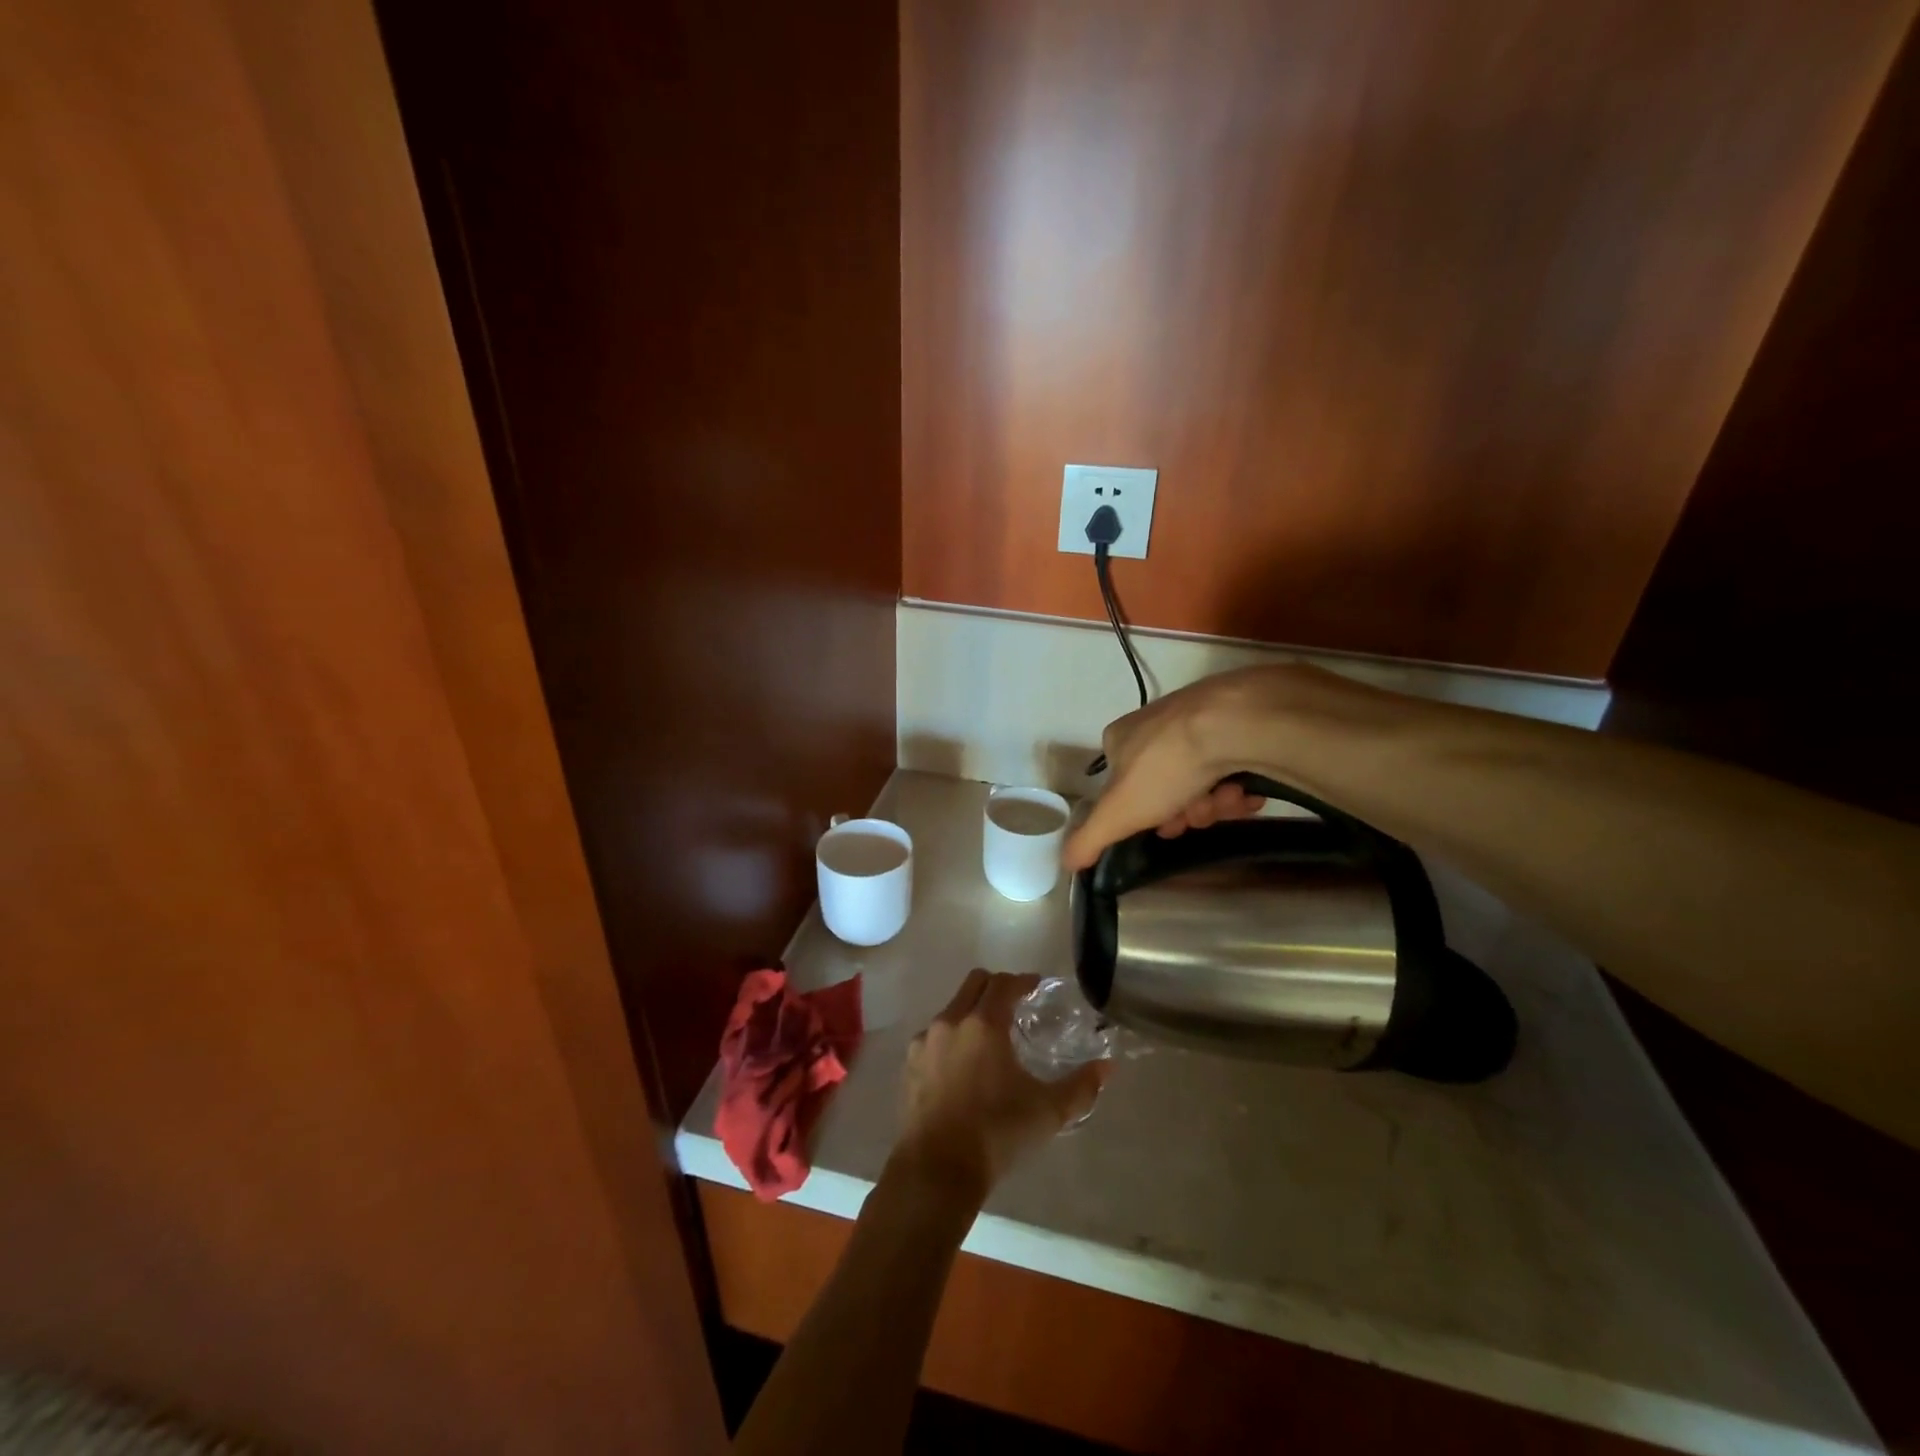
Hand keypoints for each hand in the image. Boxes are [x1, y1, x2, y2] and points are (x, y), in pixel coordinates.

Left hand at [895, 970, 1106, 1196]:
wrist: (937, 1169)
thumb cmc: (996, 1133)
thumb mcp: (1048, 1111)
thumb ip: (1081, 1086)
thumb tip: (1107, 1067)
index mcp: (984, 1023)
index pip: (1005, 983)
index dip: (1024, 981)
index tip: (1037, 987)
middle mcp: (951, 1021)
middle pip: (975, 983)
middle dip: (997, 986)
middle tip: (1016, 1004)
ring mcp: (925, 1041)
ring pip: (952, 1008)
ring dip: (973, 1011)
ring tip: (990, 1038)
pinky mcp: (909, 1063)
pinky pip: (934, 1035)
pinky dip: (952, 1037)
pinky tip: (963, 1065)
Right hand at [1061, 667, 1299, 869]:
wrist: (1230, 725)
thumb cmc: (1164, 767)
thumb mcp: (1117, 813)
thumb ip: (1088, 839)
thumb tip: (1066, 862)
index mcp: (1120, 739)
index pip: (1123, 786)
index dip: (1143, 815)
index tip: (1165, 828)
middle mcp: (1155, 727)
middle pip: (1167, 789)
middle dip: (1186, 811)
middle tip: (1198, 815)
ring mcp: (1196, 722)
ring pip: (1202, 781)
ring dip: (1215, 802)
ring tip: (1227, 799)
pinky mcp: (1234, 723)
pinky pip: (1233, 767)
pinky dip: (1239, 786)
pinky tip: (1246, 792)